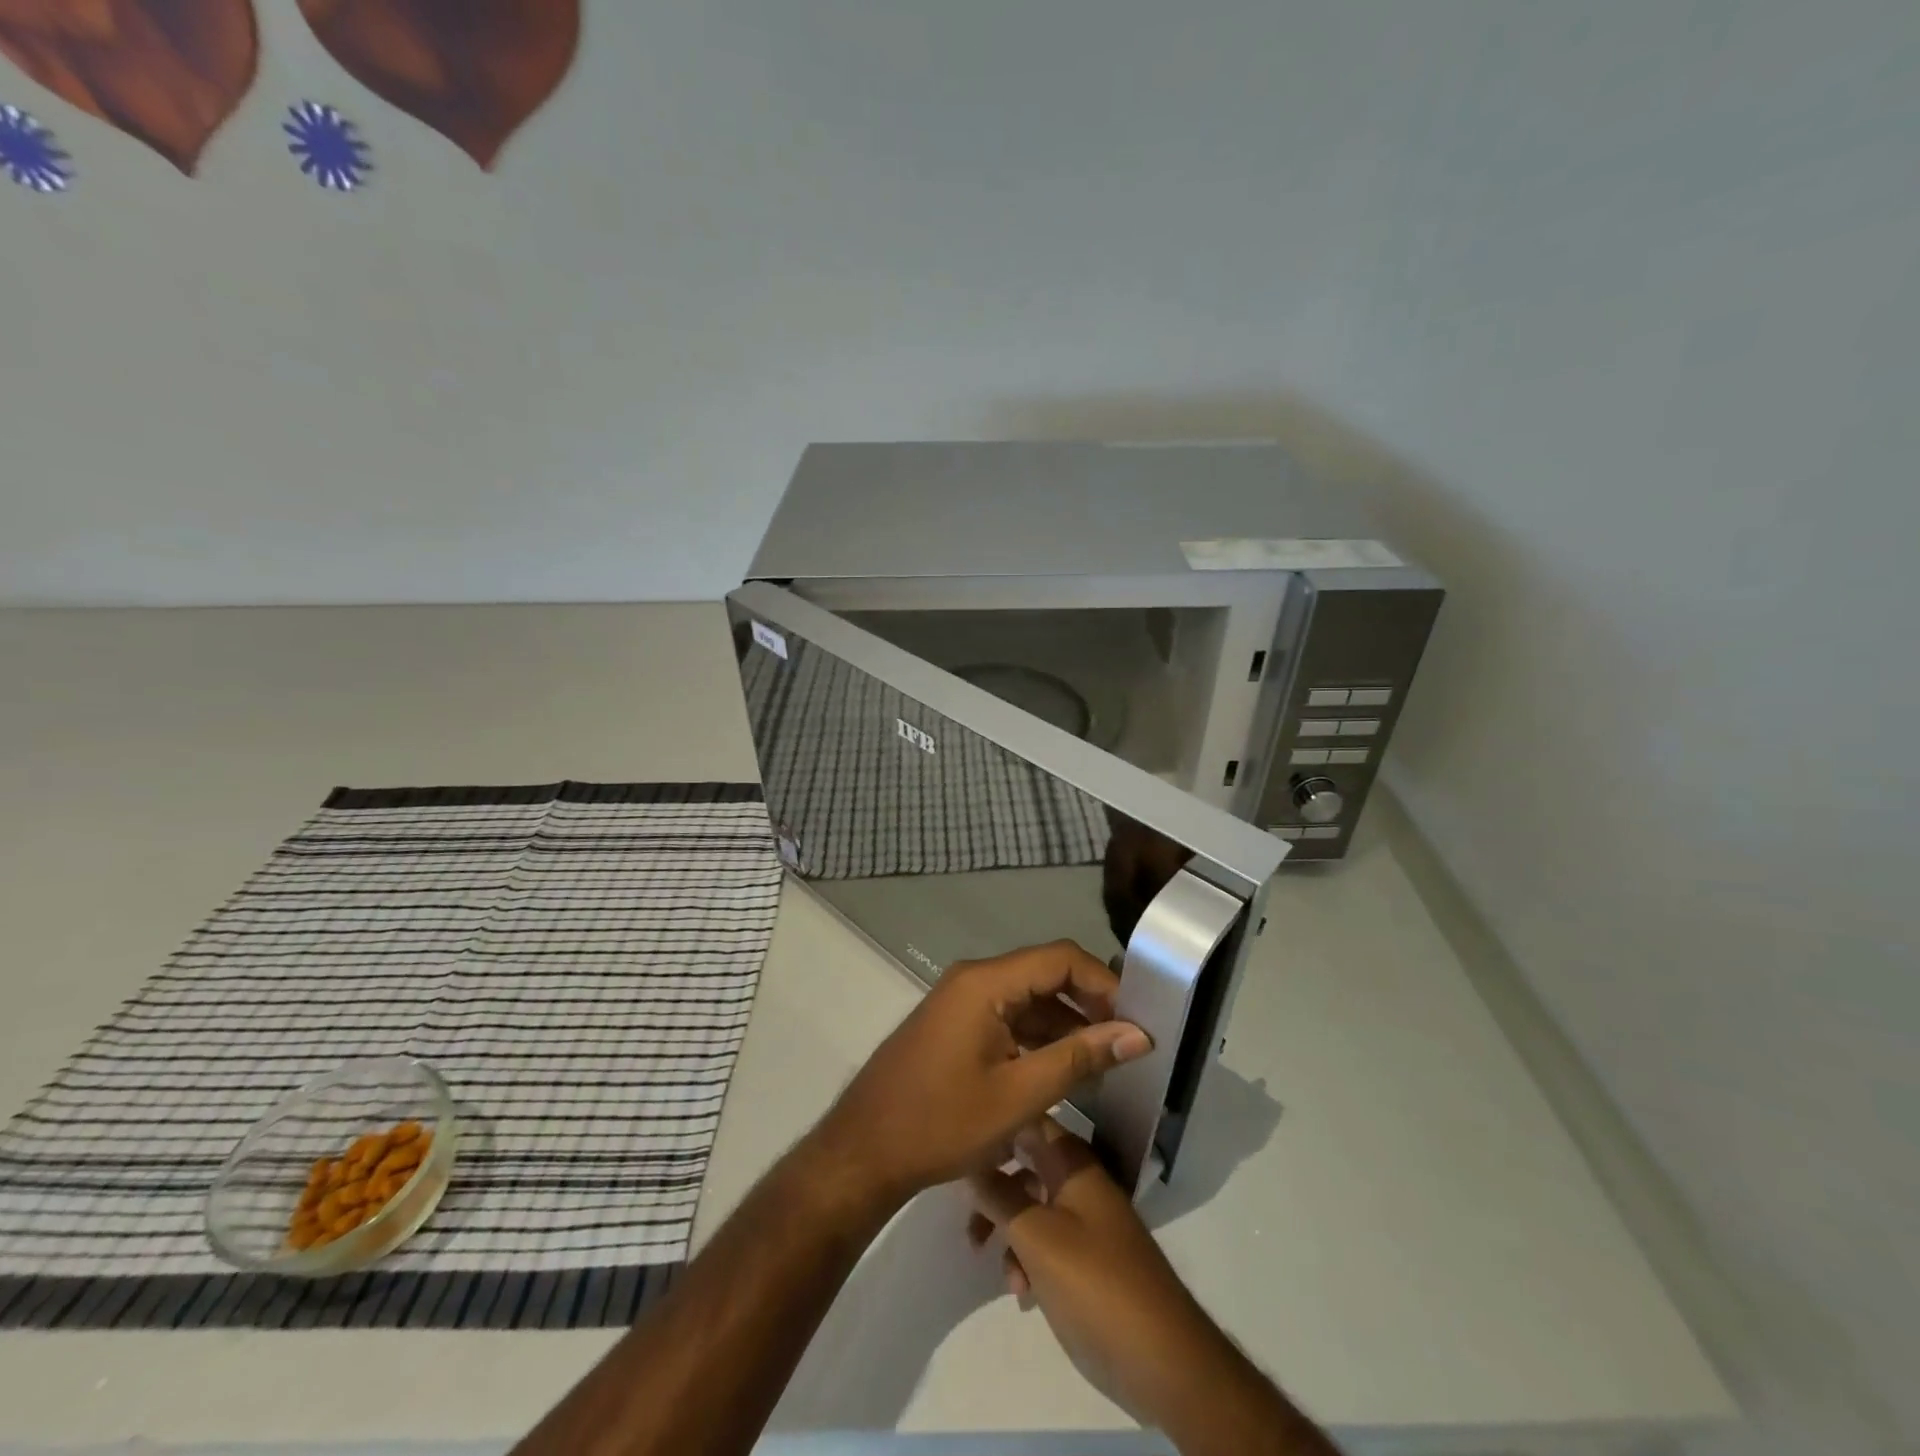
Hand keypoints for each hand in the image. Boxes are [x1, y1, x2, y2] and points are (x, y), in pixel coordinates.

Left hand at [809, 941, 1151, 1210]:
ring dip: (1065, 1025)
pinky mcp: (956, 1025)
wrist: (864, 1152)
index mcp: (986, 982)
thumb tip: (1139, 1034)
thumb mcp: (1019, 1096)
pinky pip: (1007, 1017)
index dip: (1104, 984)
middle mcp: (973, 979)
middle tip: (1128, 1043)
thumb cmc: (941, 1123)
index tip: (1136, 1020)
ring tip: (1105, 1063)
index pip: (1060, 959)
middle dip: (1089, 1005)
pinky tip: (1063, 1070)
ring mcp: (961, 1002)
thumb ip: (1080, 1058)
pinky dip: (1038, 1038)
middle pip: (1044, 974)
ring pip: (1028, 998)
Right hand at [966, 1120, 1226, 1432]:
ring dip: (1007, 1232)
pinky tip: (1022, 1293)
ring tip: (993, 1267)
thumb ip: (999, 1197)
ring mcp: (1084, 1222)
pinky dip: (1027, 1260)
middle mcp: (1078, 1183)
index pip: (1029, 1121)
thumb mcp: (1037, 1237)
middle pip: (1024, 1166)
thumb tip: (969, 1162)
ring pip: (1030, 1207)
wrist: (1162, 1360)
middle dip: (992, 1189)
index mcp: (1073, 1163)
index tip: (960, 1147)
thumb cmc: (1096, 1284)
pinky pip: (1045, 1243)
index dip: (996, 1127)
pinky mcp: (1086, 1260)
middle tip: (967, 1219)